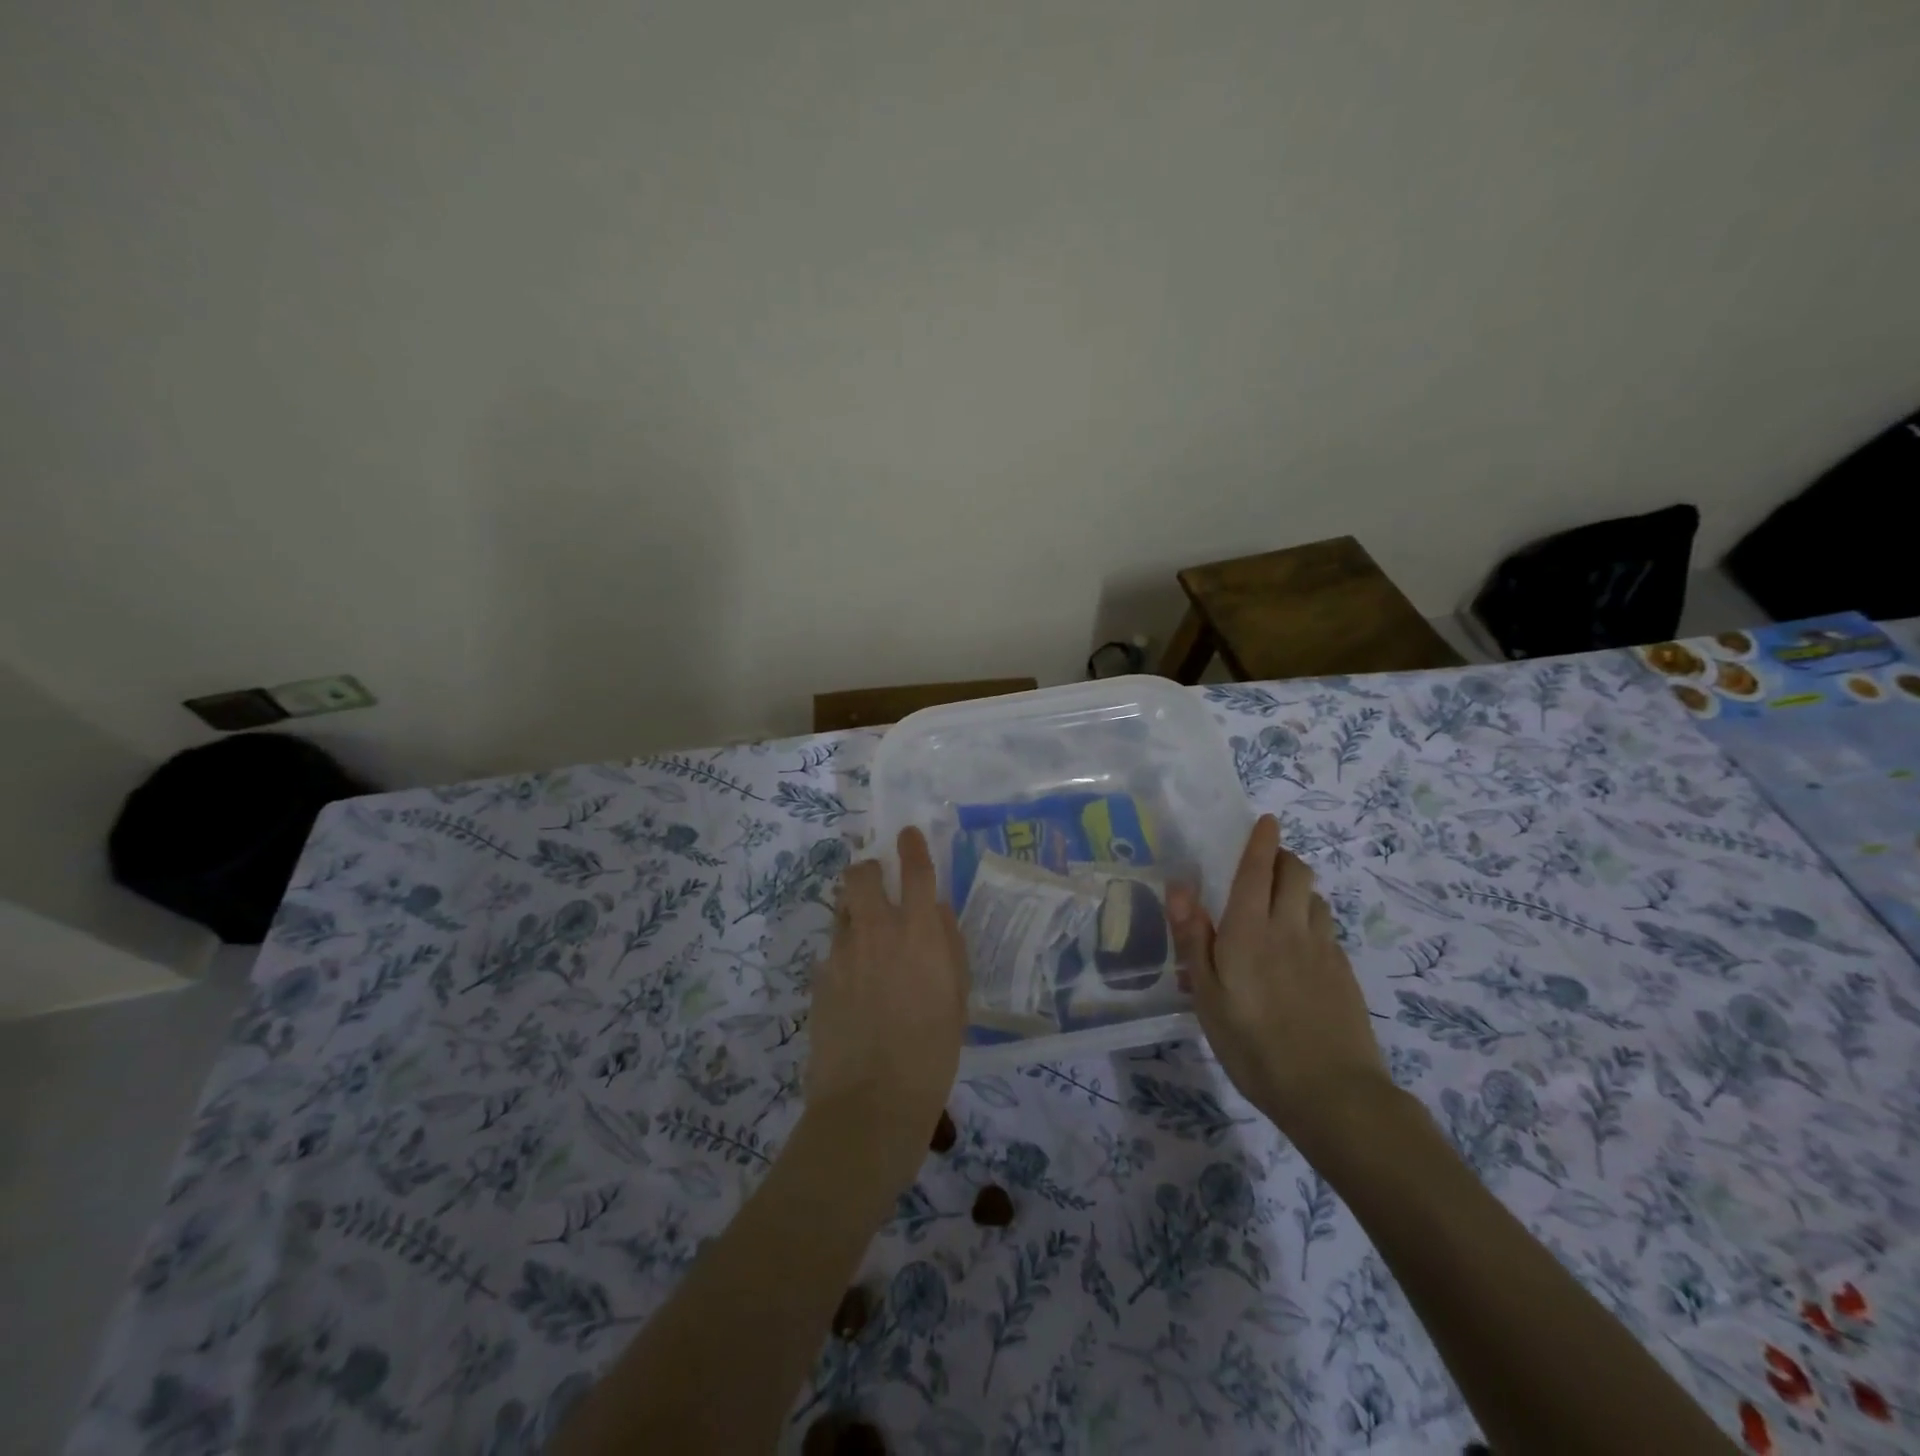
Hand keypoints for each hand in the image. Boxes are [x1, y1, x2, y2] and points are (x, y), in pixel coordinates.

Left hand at [804, 826, 970, 1189]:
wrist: (871, 1103)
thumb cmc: (932, 1054)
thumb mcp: (957, 999)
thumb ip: (948, 946)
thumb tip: (937, 912)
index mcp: (920, 933)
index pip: (916, 871)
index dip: (912, 846)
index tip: (908, 834)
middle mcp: (877, 931)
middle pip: (861, 875)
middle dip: (868, 869)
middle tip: (879, 883)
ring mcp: (842, 953)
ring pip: (843, 909)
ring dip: (856, 910)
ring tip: (868, 938)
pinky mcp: (820, 979)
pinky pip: (834, 950)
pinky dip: (846, 952)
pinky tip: (856, 984)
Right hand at [1168, 815, 1390, 1148]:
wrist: (1332, 1094)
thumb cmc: (1253, 1045)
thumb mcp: (1207, 996)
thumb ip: (1194, 938)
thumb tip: (1180, 886)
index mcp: (1250, 930)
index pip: (1257, 869)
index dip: (1261, 841)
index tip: (1266, 819)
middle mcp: (1290, 928)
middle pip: (1297, 872)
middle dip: (1283, 857)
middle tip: (1265, 864)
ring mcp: (1324, 950)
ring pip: (1315, 899)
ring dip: (1299, 889)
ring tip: (1281, 906)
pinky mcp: (1344, 974)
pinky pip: (1327, 930)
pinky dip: (1312, 921)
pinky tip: (1300, 951)